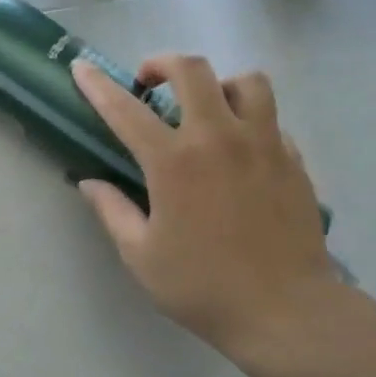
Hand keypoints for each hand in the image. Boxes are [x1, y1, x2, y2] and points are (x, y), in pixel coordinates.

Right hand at [71, 56, 344, 361]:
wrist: (286, 312)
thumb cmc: (202, 287)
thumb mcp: (140, 255)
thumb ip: (112, 211)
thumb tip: (89, 182)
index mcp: (173, 161)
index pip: (125, 109)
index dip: (97, 85)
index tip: (82, 68)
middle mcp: (219, 138)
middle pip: (193, 70)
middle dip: (162, 64)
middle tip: (149, 85)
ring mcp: (263, 144)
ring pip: (246, 82)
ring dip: (218, 85)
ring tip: (205, 109)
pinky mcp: (293, 160)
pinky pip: (271, 119)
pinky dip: (249, 120)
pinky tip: (238, 150)